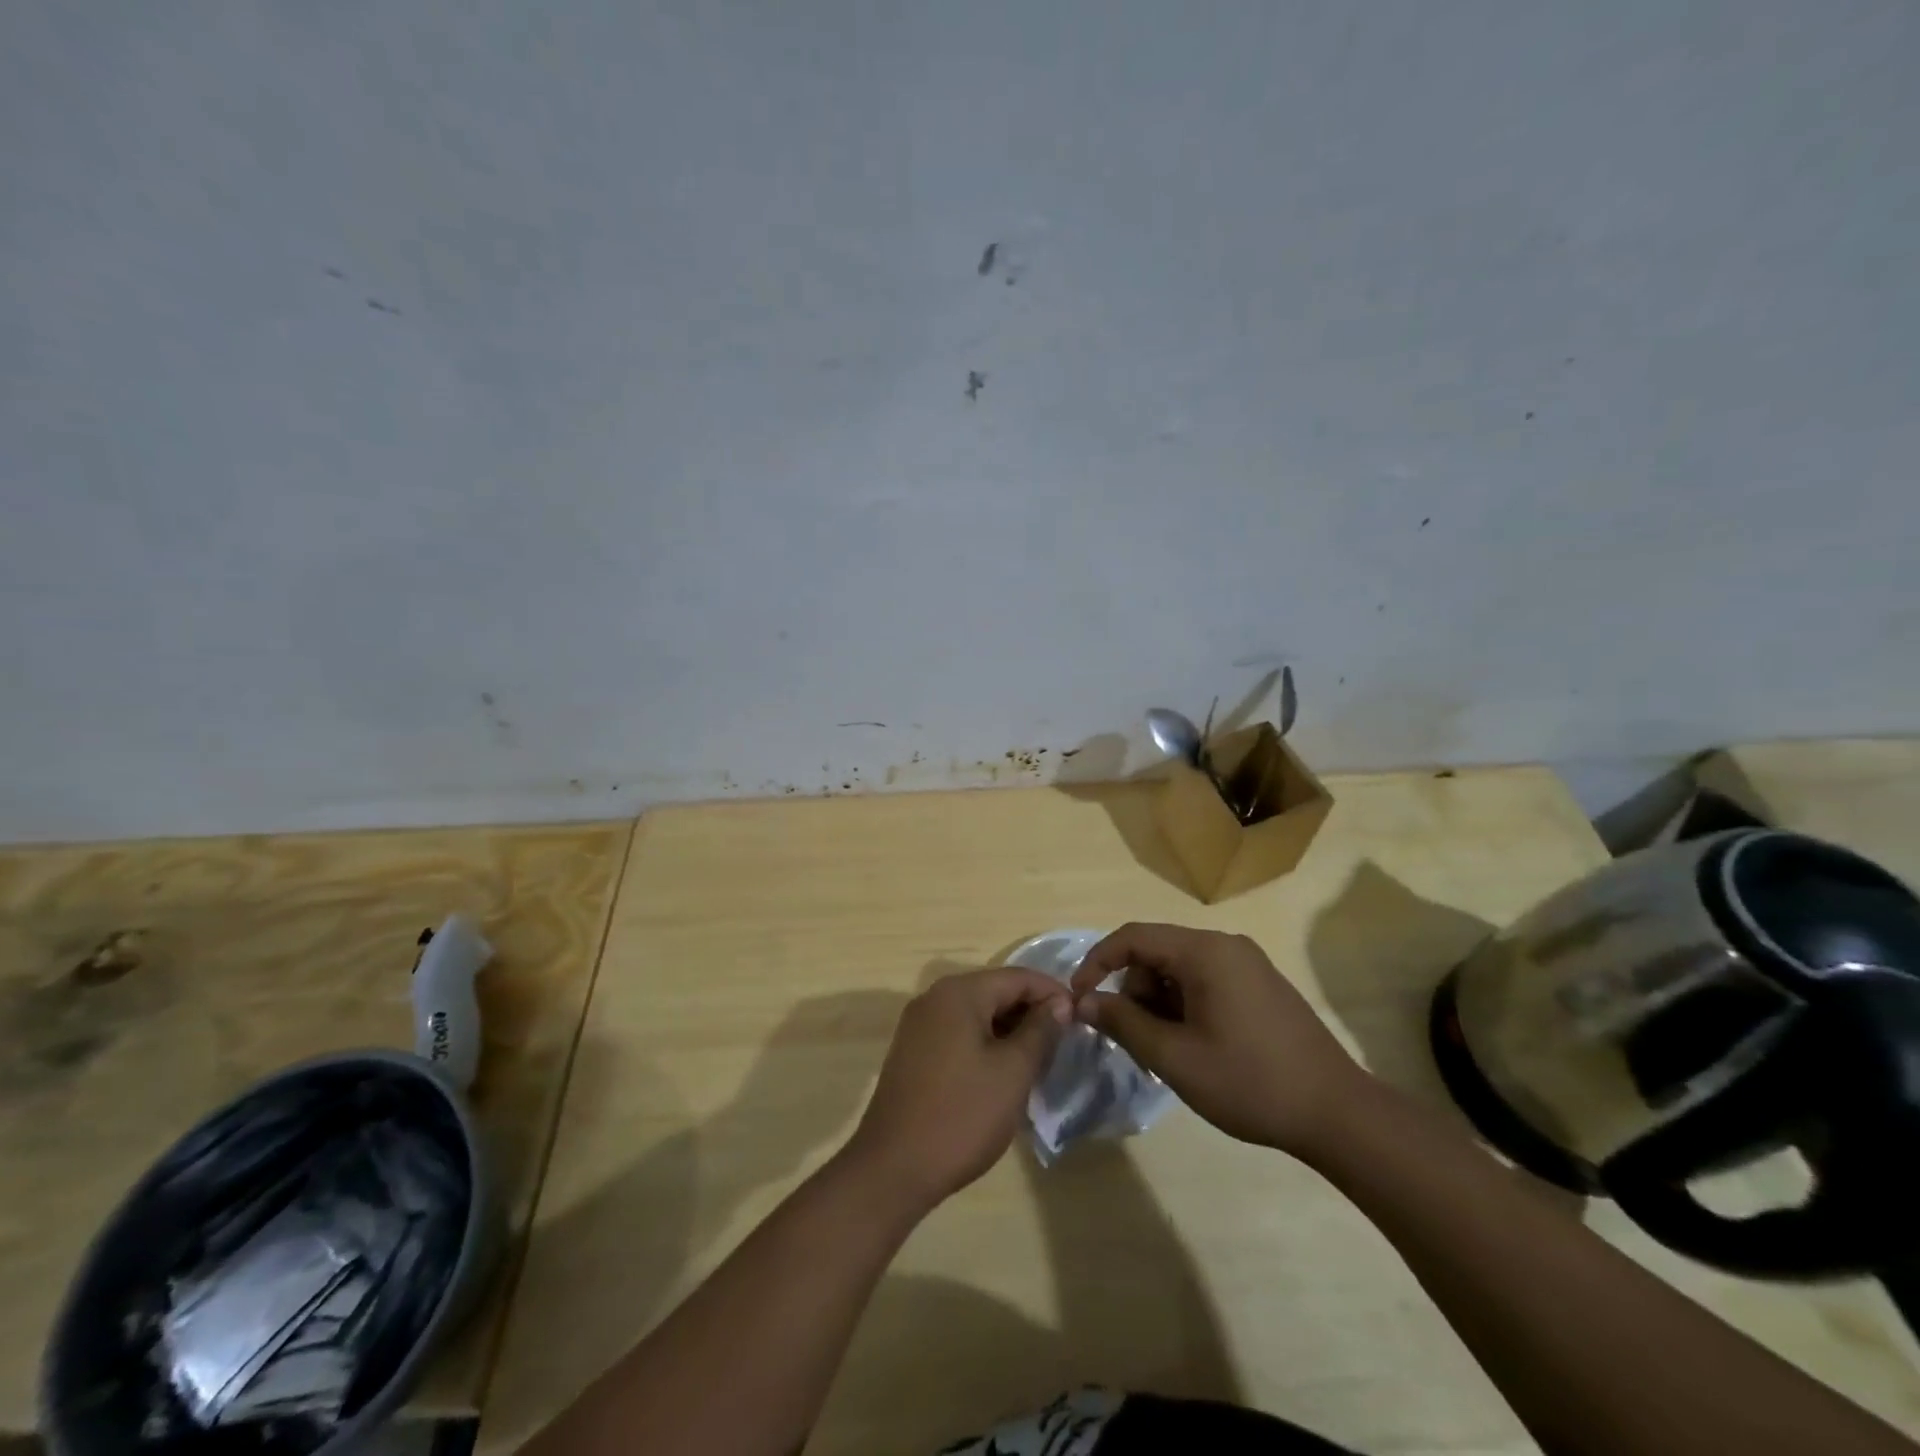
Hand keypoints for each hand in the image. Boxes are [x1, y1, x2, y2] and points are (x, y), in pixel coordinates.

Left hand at [844, 968, 1069, 1210]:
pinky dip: (985, 1043)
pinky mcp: (913, 1051)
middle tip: (1064, 1042)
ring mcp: (919, 1025)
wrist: (893, 1167)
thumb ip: (1040, 1031)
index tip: (1082, 1016)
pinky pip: (959, 1032)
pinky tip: (1003, 1071)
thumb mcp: (1013, 1072)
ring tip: (1040, 1058)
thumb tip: (1059, 1003)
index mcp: (959, 993)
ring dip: (1009, 1029)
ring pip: (977, 1013)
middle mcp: (935, 998)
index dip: (1053, 993)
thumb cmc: (962, 1115)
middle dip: (1031, 1011)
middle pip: (995, 991)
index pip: (1017, 977)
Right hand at [1069, 923, 1364, 1158]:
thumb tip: (1083, 1002)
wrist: (1338, 1114)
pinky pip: (1205, 980)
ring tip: (1167, 1051)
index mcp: (1205, 952)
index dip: (1097, 963)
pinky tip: (1194, 1046)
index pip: (1133, 937)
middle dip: (1134, 990)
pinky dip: (1185, 1005)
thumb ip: (1123, 1023)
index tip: (1079, 998)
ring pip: (1179, 968)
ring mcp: (1248, 963)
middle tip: (1135, 1039)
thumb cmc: (1250, 1082)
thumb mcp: (1175, 1057)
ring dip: (1160, 1002)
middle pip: (1157, 952)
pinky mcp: (1260, 984)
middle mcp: (1226, 945)